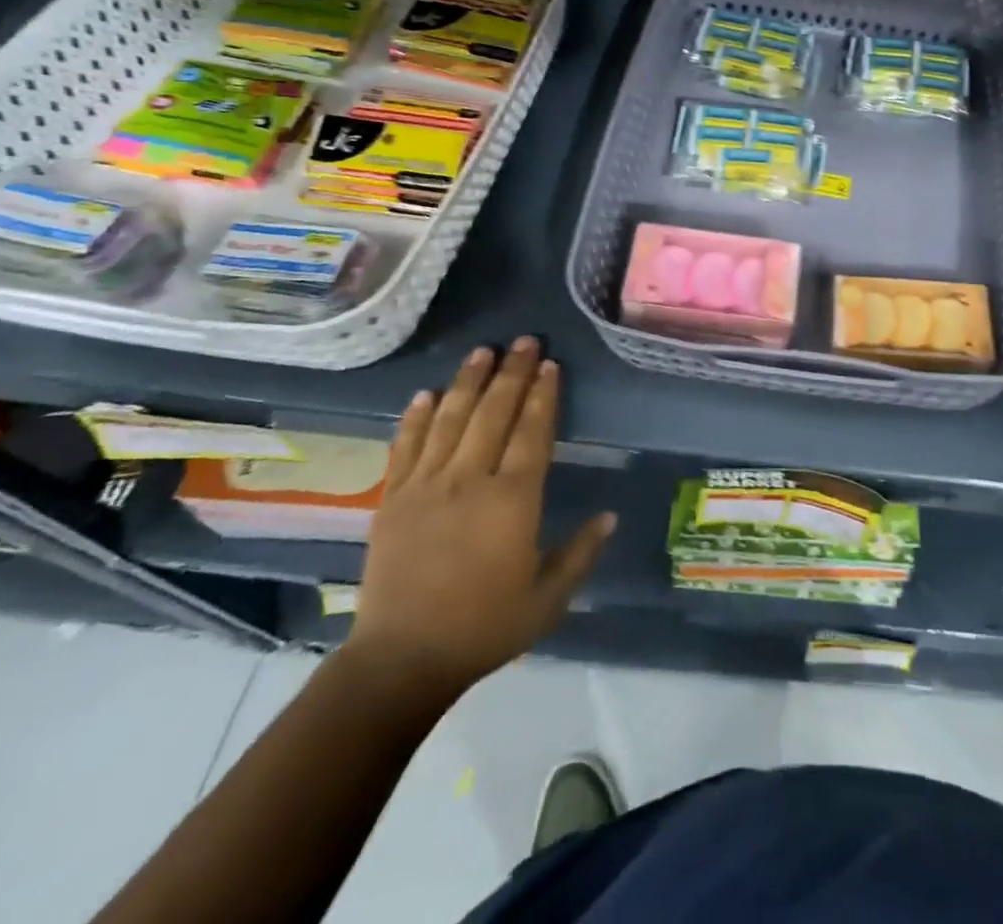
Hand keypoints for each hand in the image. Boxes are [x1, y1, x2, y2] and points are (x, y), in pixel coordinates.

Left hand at [349, 339, 614, 698]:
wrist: (401, 661)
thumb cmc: (484, 628)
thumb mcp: (548, 600)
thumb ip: (580, 553)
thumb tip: (610, 516)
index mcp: (513, 500)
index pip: (532, 432)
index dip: (543, 396)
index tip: (550, 366)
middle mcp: (470, 481)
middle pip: (493, 414)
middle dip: (511, 374)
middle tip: (524, 341)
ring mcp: (426, 487)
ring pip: (451, 420)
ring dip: (468, 382)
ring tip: (482, 351)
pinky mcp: (392, 500)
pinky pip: (406, 447)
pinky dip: (416, 417)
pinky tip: (426, 394)